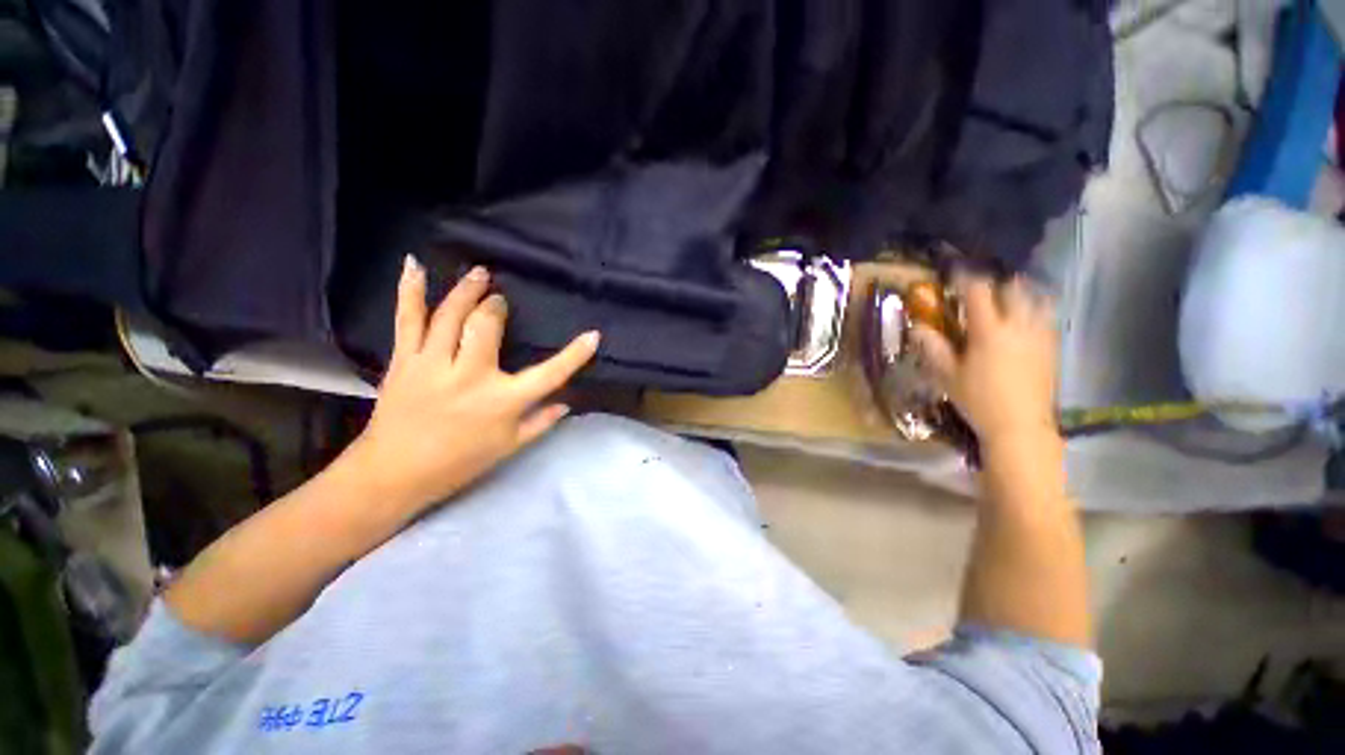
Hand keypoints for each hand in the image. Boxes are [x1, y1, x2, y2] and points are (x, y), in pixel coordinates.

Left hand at [337, 256, 599, 516]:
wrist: (392, 474)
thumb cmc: (459, 463)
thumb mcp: (509, 447)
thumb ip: (540, 422)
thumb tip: (566, 403)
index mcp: (502, 401)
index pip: (549, 374)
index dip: (574, 355)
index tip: (593, 335)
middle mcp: (470, 376)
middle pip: (486, 327)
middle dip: (495, 307)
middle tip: (500, 300)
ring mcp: (433, 364)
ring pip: (450, 316)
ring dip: (466, 290)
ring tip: (479, 272)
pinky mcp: (405, 361)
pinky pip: (407, 320)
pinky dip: (411, 291)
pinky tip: (415, 265)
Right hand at [911, 273, 1058, 447]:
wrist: (1020, 426)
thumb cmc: (978, 400)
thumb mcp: (948, 375)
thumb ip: (934, 348)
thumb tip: (918, 327)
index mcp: (989, 331)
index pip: (978, 292)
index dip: (966, 279)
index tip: (955, 274)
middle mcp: (1018, 326)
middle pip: (1013, 289)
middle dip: (996, 284)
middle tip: (982, 290)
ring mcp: (1039, 336)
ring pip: (1037, 300)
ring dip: (1021, 293)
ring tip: (1008, 299)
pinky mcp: (1052, 348)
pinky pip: (1048, 318)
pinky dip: (1036, 310)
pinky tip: (1026, 320)